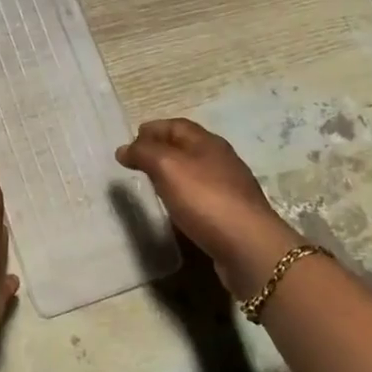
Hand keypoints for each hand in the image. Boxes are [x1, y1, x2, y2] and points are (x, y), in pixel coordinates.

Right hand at [116, 118, 298, 295]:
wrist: (248, 246)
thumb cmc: (205, 199)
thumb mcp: (167, 167)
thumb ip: (144, 153)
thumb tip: (124, 149)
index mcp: (208, 142)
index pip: (176, 125)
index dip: (152, 129)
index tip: (130, 142)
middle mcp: (221, 160)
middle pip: (187, 146)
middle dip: (161, 149)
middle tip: (137, 162)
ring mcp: (229, 187)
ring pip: (195, 171)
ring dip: (172, 173)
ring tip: (152, 184)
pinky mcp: (231, 213)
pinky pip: (201, 196)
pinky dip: (184, 195)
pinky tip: (175, 208)